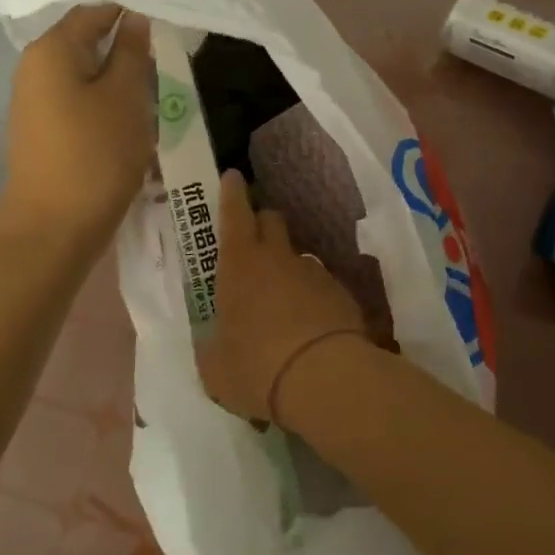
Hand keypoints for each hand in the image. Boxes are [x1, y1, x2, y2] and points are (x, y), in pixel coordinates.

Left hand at [0, 5, 154, 244]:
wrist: (54, 227)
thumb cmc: (95, 154)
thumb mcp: (126, 96)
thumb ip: (132, 51)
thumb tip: (135, 18)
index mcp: (51, 50)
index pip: (95, 10)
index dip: (132, 12)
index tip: (169, 25)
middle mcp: (35, 68)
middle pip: (88, 43)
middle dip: (128, 51)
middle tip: (168, 62)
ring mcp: (35, 102)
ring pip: (87, 76)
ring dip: (121, 82)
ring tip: (157, 94)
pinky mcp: (44, 131)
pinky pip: (80, 103)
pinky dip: (107, 105)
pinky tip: (133, 122)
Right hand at [198, 170, 365, 421]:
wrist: (325, 379)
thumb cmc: (256, 368)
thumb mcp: (215, 367)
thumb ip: (212, 347)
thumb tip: (215, 344)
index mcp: (239, 265)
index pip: (234, 214)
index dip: (232, 193)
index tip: (233, 176)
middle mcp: (278, 258)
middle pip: (271, 220)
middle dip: (261, 223)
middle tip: (253, 242)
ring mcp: (313, 272)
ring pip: (297, 255)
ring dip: (287, 268)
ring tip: (283, 302)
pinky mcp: (341, 292)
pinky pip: (321, 284)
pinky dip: (312, 296)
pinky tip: (310, 325)